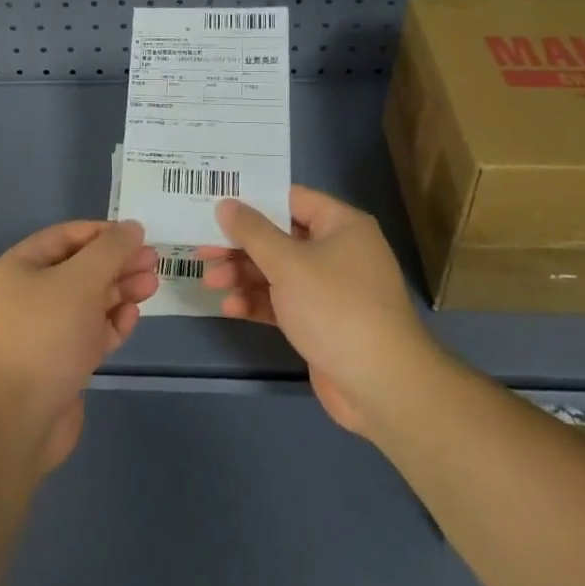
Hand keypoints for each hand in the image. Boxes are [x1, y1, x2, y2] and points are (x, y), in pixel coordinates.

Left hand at [0, 220, 159, 470]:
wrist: (18, 420)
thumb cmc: (46, 336)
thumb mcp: (81, 280)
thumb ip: (110, 250)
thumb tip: (132, 227)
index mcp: (20, 267)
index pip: (66, 236)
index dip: (103, 233)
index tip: (138, 236)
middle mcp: (27, 295)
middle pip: (80, 269)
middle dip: (117, 263)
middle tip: (154, 262)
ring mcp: (43, 331)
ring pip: (88, 301)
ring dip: (120, 292)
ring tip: (152, 286)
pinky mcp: (59, 363)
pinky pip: (89, 333)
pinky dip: (111, 323)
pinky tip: (132, 318)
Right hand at [201, 187, 435, 439]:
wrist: (382, 386)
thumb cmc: (336, 307)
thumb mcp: (288, 263)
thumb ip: (252, 232)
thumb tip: (226, 205)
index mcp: (340, 225)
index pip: (290, 199)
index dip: (252, 200)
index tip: (215, 202)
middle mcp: (337, 251)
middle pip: (279, 237)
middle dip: (240, 245)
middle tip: (202, 249)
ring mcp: (330, 289)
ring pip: (277, 272)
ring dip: (243, 275)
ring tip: (210, 283)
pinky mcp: (321, 322)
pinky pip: (283, 302)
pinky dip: (258, 303)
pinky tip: (230, 309)